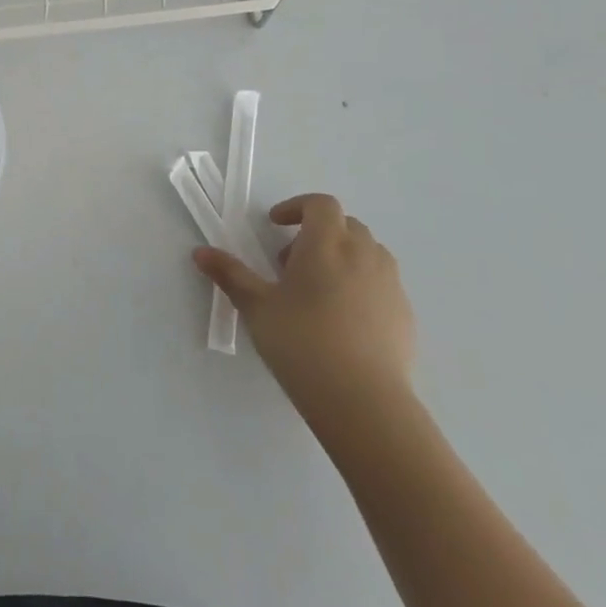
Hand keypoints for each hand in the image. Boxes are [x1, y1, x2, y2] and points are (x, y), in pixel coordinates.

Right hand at [193, 193, 414, 432]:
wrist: (364, 402)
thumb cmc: (302, 343)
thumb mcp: (256, 307)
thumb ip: (230, 275)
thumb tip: (200, 252)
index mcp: (326, 244)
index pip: (320, 204)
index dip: (297, 207)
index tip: (275, 225)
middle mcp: (363, 255)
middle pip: (346, 225)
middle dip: (317, 233)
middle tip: (290, 262)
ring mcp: (389, 285)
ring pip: (368, 252)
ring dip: (342, 256)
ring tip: (317, 290)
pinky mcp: (405, 315)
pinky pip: (382, 284)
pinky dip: (361, 285)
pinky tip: (342, 320)